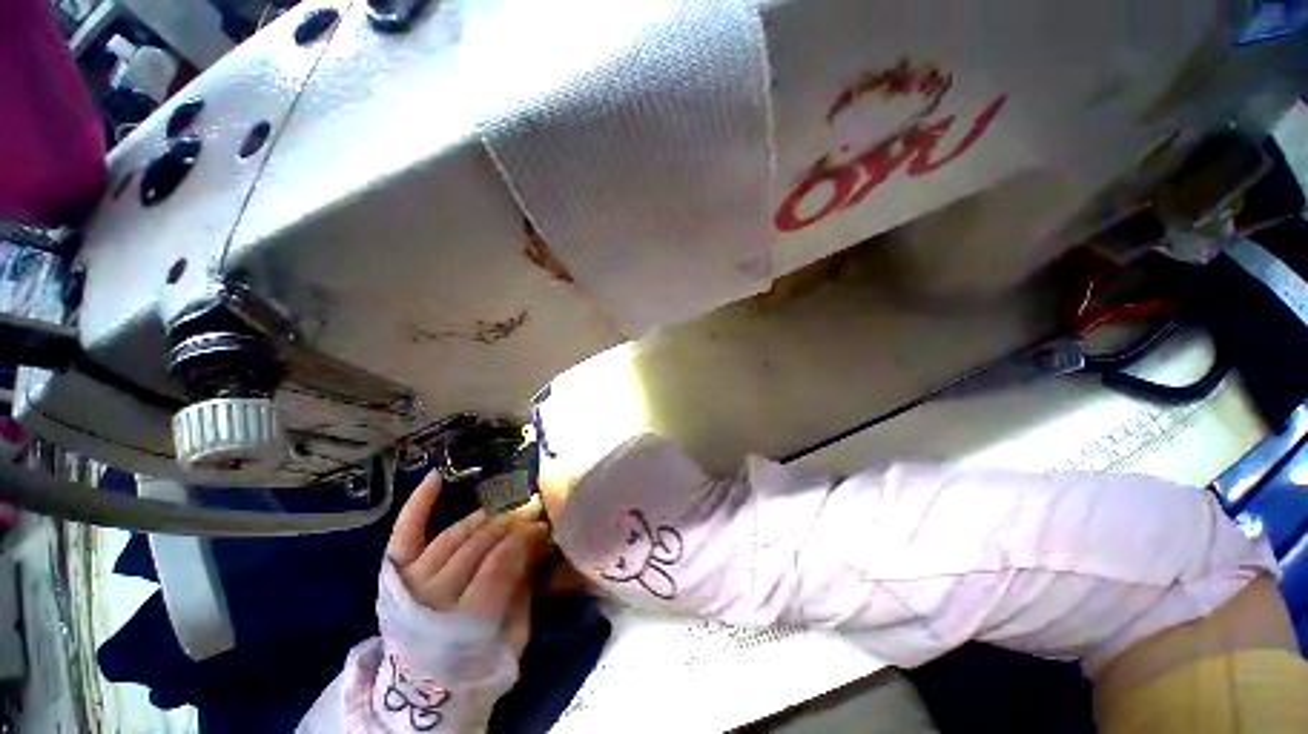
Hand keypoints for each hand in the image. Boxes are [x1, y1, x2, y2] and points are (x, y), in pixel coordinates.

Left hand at [386, 472, 549, 655]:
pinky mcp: (395, 576)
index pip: (500, 561)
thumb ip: (523, 587)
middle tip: (533, 509)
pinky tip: (436, 477)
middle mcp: (431, 597)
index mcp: (465, 620)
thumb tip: (537, 542)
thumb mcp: (514, 636)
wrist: (422, 695)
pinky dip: (418, 505)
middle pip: (479, 543)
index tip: (543, 526)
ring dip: (485, 516)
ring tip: (508, 506)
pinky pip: (405, 533)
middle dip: (512, 522)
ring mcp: (409, 583)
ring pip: (454, 534)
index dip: (525, 538)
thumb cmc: (478, 667)